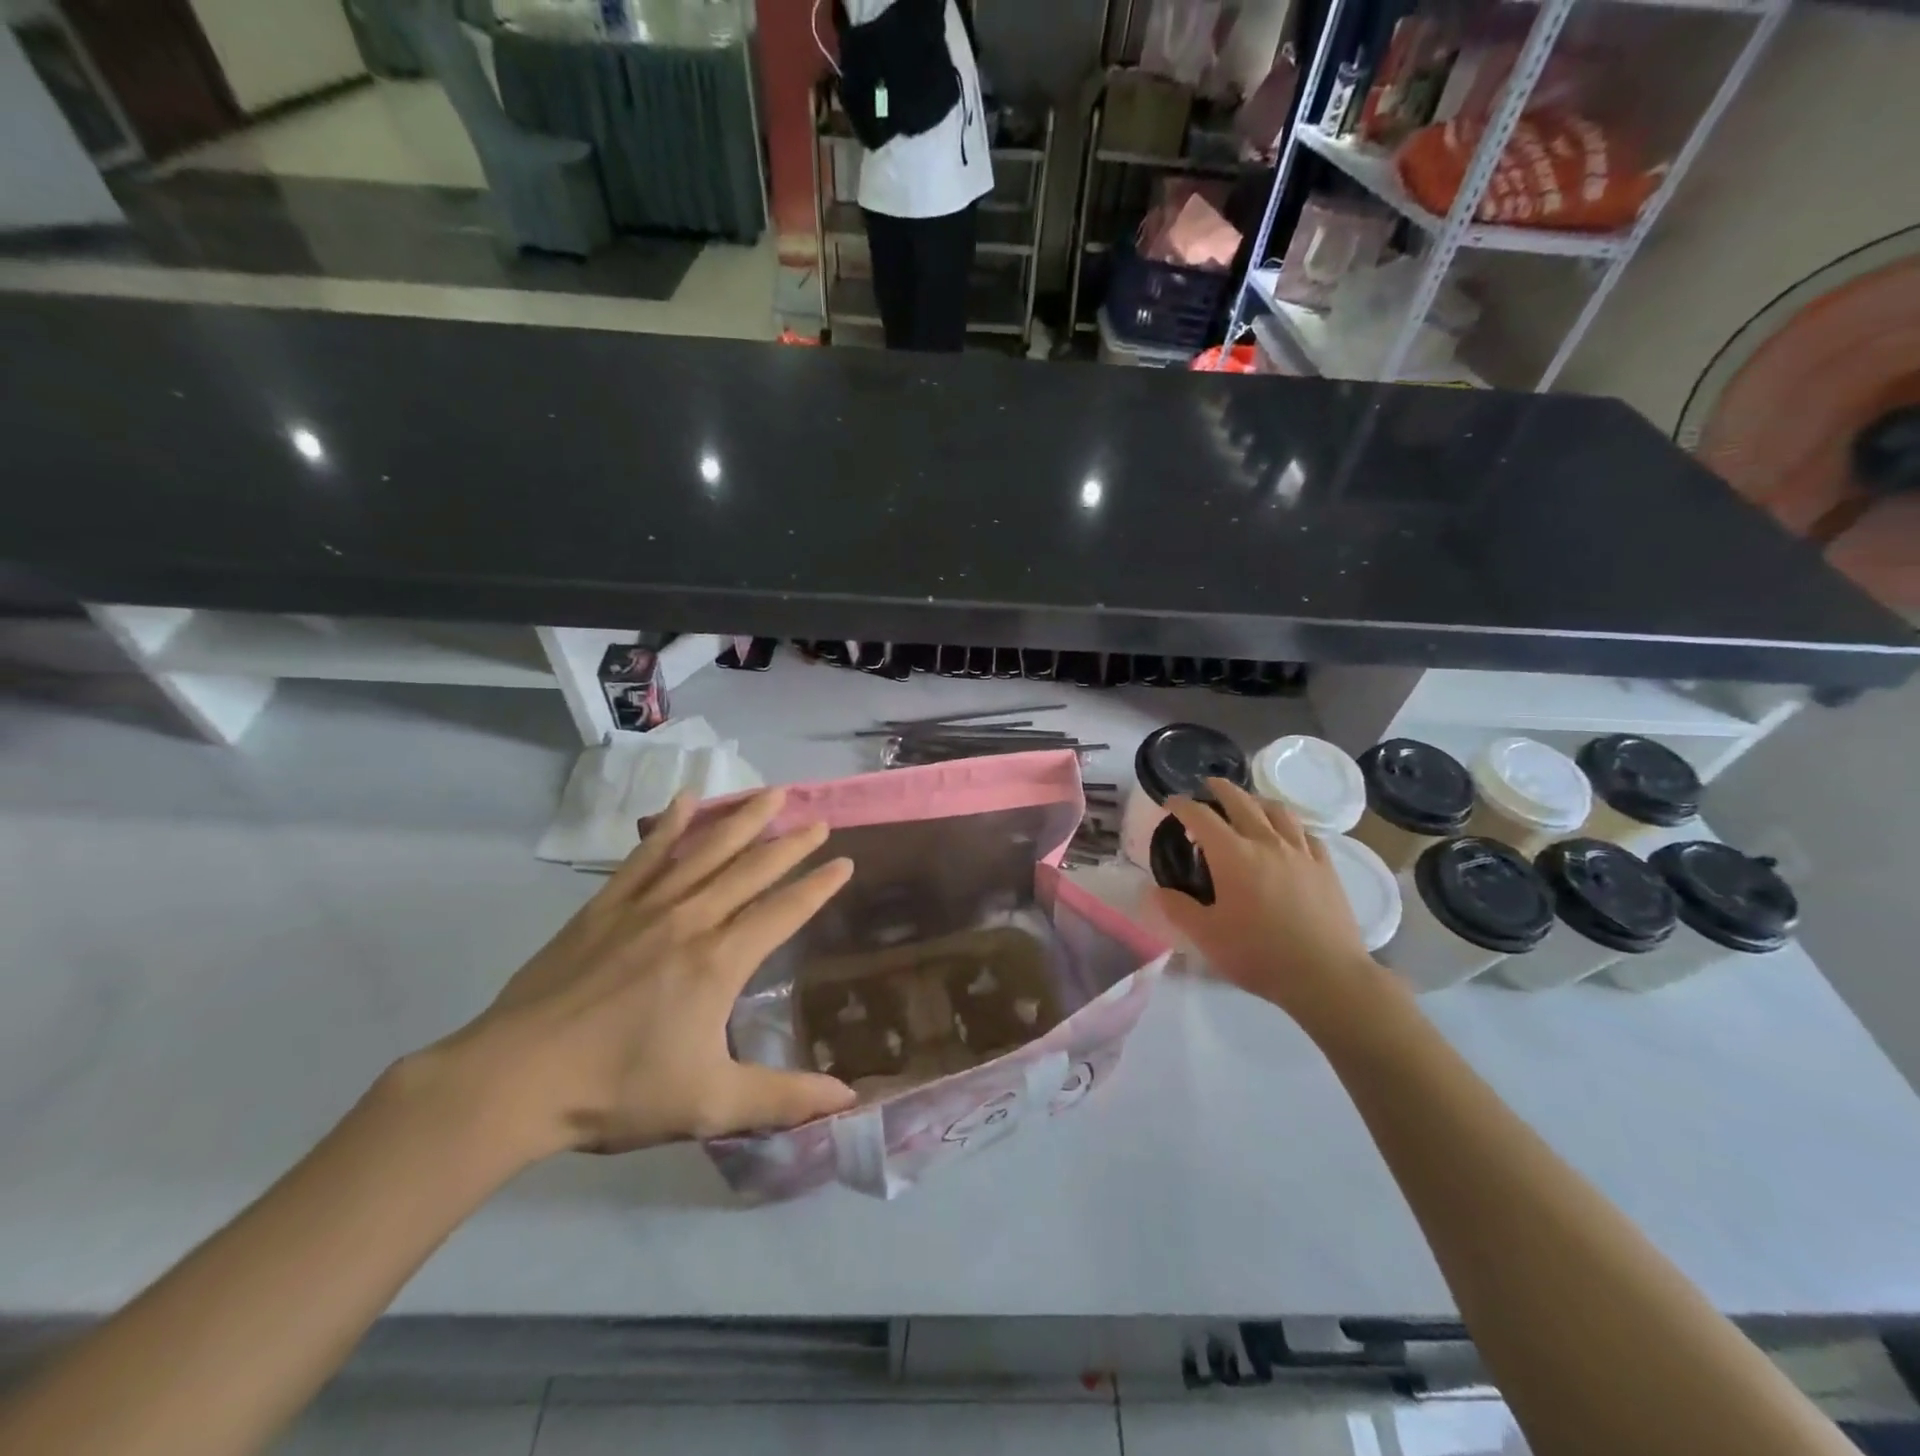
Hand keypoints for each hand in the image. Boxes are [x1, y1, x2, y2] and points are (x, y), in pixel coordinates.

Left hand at [427, 789, 857, 1162]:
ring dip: (743, 820)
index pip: (784, 911)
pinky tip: (688, 800)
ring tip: (772, 793)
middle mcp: (691, 919)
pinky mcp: (605, 907)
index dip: (818, 886)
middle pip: (751, 869)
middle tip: (818, 820)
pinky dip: (670, 825)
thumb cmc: (617, 1090)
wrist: (514, 1080)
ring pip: (706, 851)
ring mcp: (645, 907)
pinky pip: (645, 855)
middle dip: (790, 844)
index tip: (845, 862)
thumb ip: (782, 1097)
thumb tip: (848, 1097)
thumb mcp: (709, 1103)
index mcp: (720, 960)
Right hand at [1149, 779, 1392, 1030]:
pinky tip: (1288, 833)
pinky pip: (1306, 832)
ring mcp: (1300, 852)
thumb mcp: (1206, 936)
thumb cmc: (1259, 954)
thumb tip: (1155, 890)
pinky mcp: (1325, 867)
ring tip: (1248, 803)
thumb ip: (1178, 909)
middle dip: (1220, 789)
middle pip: (1241, 801)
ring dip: (1257, 800)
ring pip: (1277, 810)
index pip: (1201, 816)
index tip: (1170, 803)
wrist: (1326, 975)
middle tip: (1208, 787)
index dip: (1182, 805)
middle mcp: (1266, 842)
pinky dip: (1289, 824)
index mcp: (1233, 855)